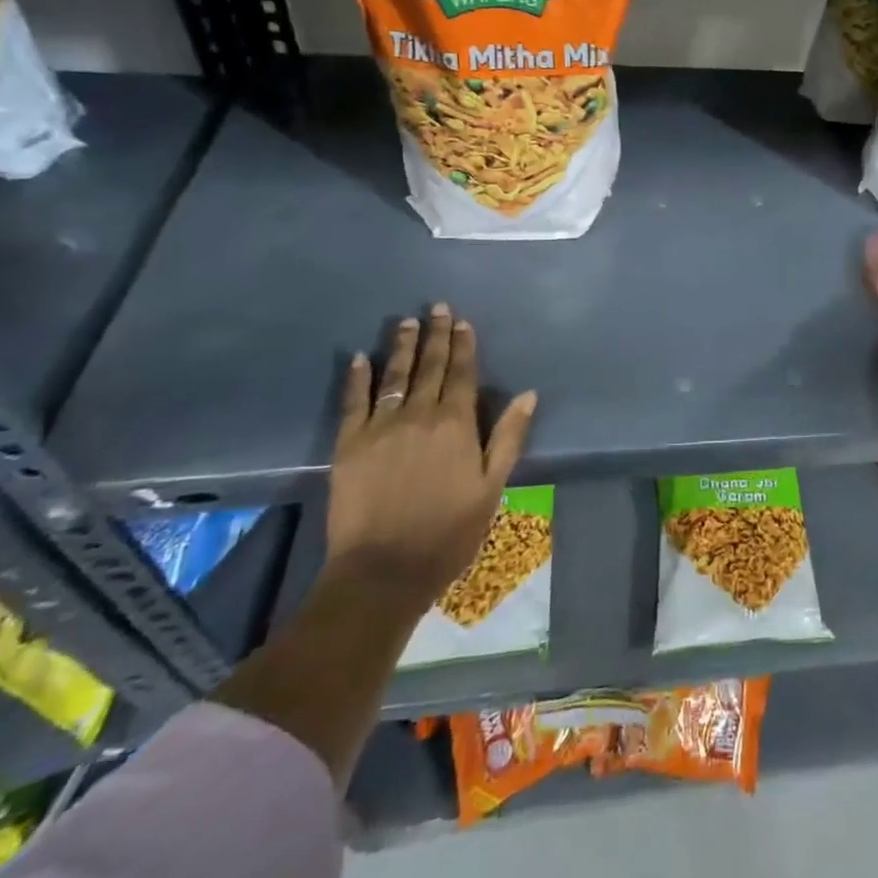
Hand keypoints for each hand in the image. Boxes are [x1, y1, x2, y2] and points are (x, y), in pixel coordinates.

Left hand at [324, 303, 536, 612]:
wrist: (384, 570)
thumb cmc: (449, 531)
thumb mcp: (492, 487)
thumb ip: (508, 437)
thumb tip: (529, 395)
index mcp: (456, 424)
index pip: (461, 374)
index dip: (463, 346)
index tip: (462, 321)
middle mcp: (418, 415)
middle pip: (429, 367)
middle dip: (435, 335)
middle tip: (436, 307)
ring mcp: (380, 428)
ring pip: (394, 377)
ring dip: (401, 347)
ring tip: (405, 322)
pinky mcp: (348, 445)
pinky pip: (353, 402)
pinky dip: (357, 377)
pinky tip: (359, 358)